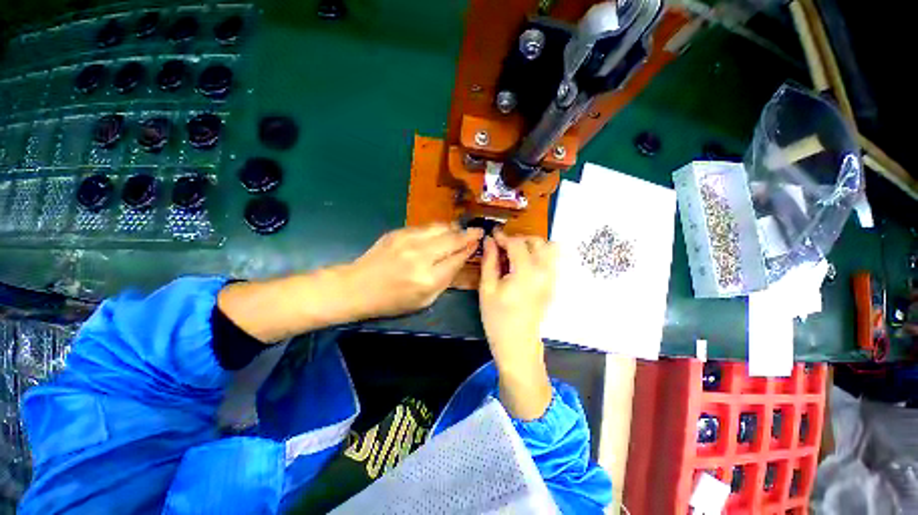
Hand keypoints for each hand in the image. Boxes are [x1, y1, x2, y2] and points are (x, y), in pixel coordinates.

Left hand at [341, 224, 482, 319]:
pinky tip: (441, 232)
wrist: (358, 287)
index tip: (479, 242)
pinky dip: (438, 228)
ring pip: (441, 228)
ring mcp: (408, 240)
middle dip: (468, 234)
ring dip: (454, 228)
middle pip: (452, 239)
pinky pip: (426, 227)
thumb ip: (446, 280)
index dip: (470, 248)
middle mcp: (420, 256)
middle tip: (478, 231)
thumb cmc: (393, 300)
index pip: (457, 258)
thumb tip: (460, 258)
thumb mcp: (425, 300)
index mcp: (428, 278)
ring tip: (460, 230)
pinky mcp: (398, 232)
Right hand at [479, 231, 557, 419]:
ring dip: (531, 246)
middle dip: (519, 239)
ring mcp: (552, 278)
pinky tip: (523, 265)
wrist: (517, 344)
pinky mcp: (553, 284)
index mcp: (526, 272)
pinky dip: (538, 255)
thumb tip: (489, 240)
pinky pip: (550, 261)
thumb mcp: (487, 288)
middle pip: (537, 242)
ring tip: (514, 255)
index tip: (492, 235)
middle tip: (502, 248)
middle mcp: (544, 271)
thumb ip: (490, 261)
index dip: (503, 236)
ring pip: (548, 249)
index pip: (517, 243)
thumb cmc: (497, 318)